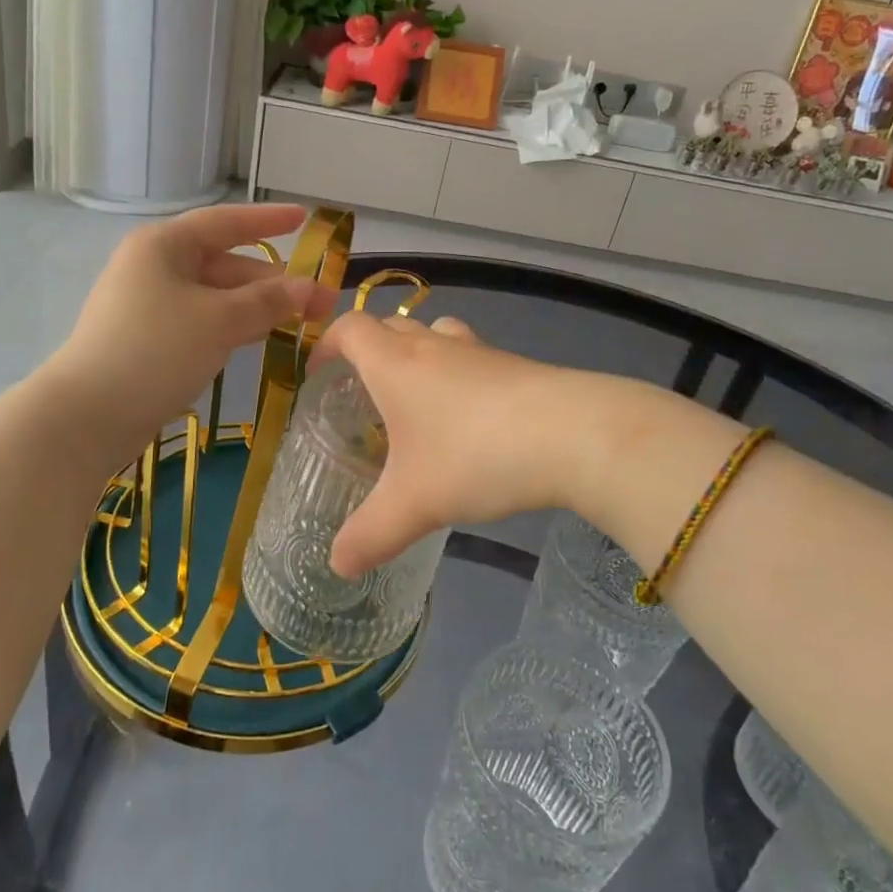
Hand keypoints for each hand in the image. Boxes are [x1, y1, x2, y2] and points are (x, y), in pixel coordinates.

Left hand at [53, 204, 337, 457]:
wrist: (89, 415)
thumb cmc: (156, 350)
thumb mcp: (220, 320)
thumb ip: (268, 301)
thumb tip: (312, 289)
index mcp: (164, 245)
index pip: (225, 222)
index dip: (267, 220)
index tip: (304, 218)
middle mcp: (155, 267)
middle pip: (225, 264)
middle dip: (273, 282)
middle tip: (321, 303)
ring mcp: (149, 305)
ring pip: (216, 297)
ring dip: (257, 307)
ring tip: (302, 322)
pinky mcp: (150, 339)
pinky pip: (202, 321)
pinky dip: (233, 326)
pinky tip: (261, 338)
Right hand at [312, 312, 573, 574]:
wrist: (573, 435)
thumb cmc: (475, 456)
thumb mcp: (413, 504)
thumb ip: (370, 535)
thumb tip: (338, 565)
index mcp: (395, 364)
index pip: (350, 328)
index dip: (328, 343)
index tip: (319, 371)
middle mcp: (434, 346)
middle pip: (391, 326)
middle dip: (370, 352)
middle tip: (363, 394)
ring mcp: (480, 352)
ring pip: (436, 335)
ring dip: (418, 355)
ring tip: (415, 400)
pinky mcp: (516, 366)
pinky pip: (473, 358)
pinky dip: (459, 376)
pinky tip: (470, 422)